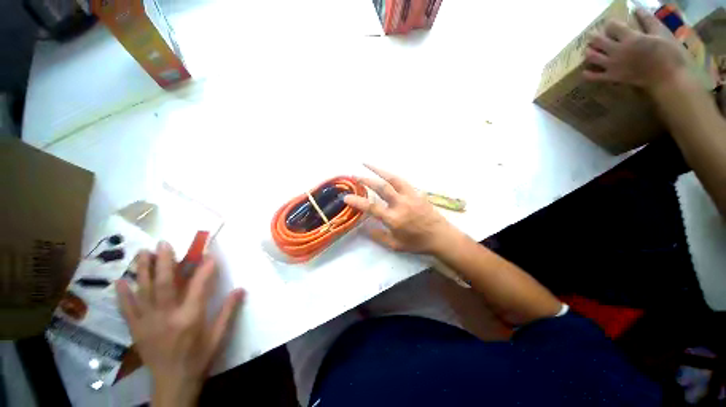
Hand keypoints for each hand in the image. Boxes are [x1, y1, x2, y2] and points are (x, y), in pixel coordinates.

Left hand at [115, 242, 244, 406]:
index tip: (209, 254)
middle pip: (164, 284)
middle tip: (163, 243)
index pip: (199, 286)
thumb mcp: (219, 336)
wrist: (173, 383)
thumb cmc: (200, 358)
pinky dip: (123, 294)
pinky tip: (119, 282)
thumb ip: (229, 311)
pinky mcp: (136, 329)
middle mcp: (167, 316)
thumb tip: (240, 289)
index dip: (205, 268)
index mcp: (190, 318)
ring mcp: (148, 322)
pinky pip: (127, 309)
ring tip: (142, 253)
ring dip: (142, 270)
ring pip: (143, 291)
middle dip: (164, 261)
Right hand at [344, 164, 454, 254]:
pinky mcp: (417, 193)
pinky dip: (391, 175)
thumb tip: (364, 227)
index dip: (358, 202)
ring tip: (367, 164)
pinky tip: (386, 174)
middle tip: (355, 175)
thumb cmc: (417, 243)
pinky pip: (402, 181)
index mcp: (394, 219)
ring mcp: (411, 196)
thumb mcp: (395, 246)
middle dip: (366, 179)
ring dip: (379, 170)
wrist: (441, 237)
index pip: (372, 208)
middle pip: (382, 187)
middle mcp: (401, 204)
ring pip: (393, 178)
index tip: (346, 197)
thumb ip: (378, 236)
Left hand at [584, 8, 688, 93]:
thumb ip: (648, 20)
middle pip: (597, 40)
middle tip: (594, 36)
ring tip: (590, 50)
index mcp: (630, 37)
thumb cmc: (668, 53)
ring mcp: (613, 65)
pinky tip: (586, 71)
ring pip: (592, 57)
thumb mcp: (661, 32)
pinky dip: (587, 74)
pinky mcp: (612, 77)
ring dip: (588, 52)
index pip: (611, 26)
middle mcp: (618, 50)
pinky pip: (593, 77)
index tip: (611, 24)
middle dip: (594, 36)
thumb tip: (637, 9)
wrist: (667, 77)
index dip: (610, 23)